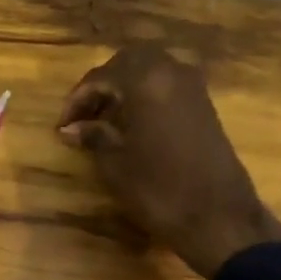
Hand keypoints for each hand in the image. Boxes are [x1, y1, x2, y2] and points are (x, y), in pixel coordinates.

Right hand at [58, 46, 280, 279]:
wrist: (218, 217)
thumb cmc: (158, 189)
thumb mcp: (115, 163)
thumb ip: (92, 136)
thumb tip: (71, 128)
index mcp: (146, 80)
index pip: (101, 76)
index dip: (77, 99)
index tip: (62, 125)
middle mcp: (172, 72)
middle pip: (129, 62)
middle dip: (103, 84)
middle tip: (84, 114)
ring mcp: (193, 87)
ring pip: (151, 71)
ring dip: (126, 88)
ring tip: (105, 120)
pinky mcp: (205, 106)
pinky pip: (168, 85)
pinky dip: (146, 95)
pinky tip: (133, 124)